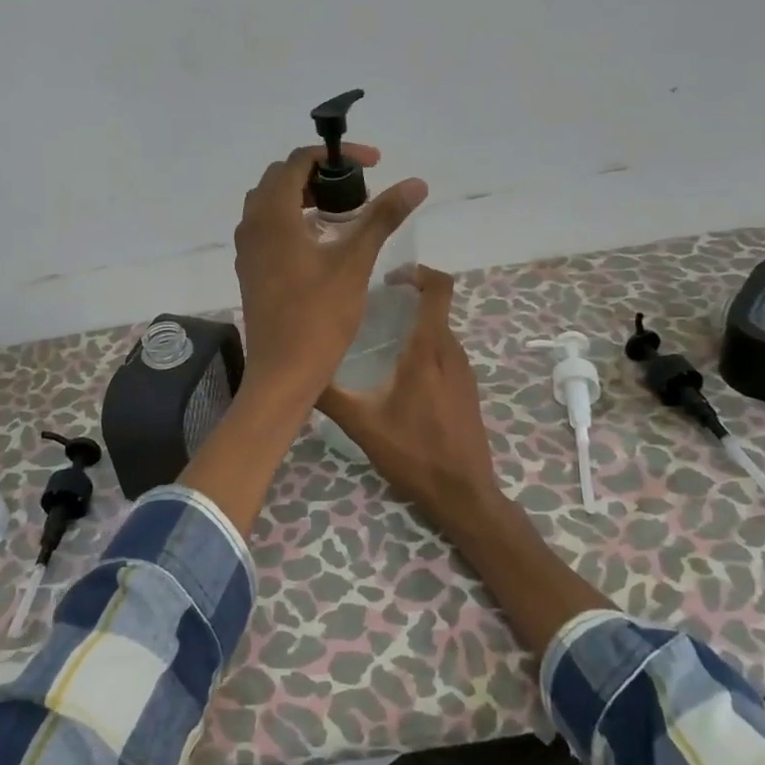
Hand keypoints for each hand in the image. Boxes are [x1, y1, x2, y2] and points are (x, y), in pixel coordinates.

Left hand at [233, 143, 427, 403]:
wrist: (283, 372)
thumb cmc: (319, 316)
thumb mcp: (355, 262)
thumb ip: (382, 217)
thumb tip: (416, 183)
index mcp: (273, 215)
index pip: (298, 160)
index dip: (336, 154)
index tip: (373, 164)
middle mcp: (252, 224)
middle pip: (281, 178)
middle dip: (319, 174)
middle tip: (356, 190)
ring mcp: (247, 249)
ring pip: (271, 203)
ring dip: (304, 196)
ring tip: (342, 213)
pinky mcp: (250, 269)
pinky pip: (267, 228)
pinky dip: (292, 220)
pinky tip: (321, 243)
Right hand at [315, 264, 504, 533]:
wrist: (462, 493)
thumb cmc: (413, 452)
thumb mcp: (362, 423)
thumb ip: (329, 394)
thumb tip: (297, 372)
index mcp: (428, 349)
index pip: (438, 288)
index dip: (419, 272)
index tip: (391, 277)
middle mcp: (451, 352)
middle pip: (437, 307)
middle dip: (409, 298)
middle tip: (375, 307)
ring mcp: (464, 371)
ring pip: (441, 331)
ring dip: (417, 324)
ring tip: (383, 338)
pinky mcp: (467, 390)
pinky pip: (446, 353)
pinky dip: (427, 347)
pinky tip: (401, 374)